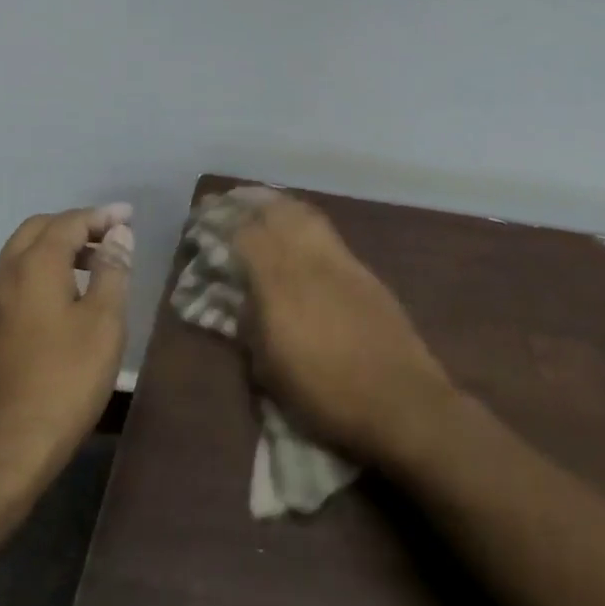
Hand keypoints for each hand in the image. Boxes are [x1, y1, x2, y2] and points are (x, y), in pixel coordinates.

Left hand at [0, 204, 133, 499]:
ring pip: (22, 255)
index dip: (101, 216)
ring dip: (56, 248)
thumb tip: (118, 234)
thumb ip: (112, 271)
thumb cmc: (63, 381)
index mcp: (33, 266)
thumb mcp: (103, 324)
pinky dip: (41, 271)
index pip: (69, 222)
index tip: (129, 216)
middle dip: (76, 226)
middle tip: (111, 237)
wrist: (0, 449)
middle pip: (39, 230)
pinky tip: (64, 297)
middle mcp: (4, 274)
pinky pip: (15, 279)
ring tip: (94, 265)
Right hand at [231, 197, 456, 467]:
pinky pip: (326, 231)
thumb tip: (242, 298)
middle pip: (276, 212)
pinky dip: (303, 220)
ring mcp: (341, 261)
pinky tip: (297, 231)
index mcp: (280, 285)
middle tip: (228, 203)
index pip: (245, 234)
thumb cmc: (327, 396)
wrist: (402, 402)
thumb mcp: (270, 371)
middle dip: (248, 203)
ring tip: (260, 207)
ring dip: (278, 205)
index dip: (220, 222)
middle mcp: (309, 261)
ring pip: (304, 213)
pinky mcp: (364, 270)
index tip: (202, 218)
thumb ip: (250, 326)